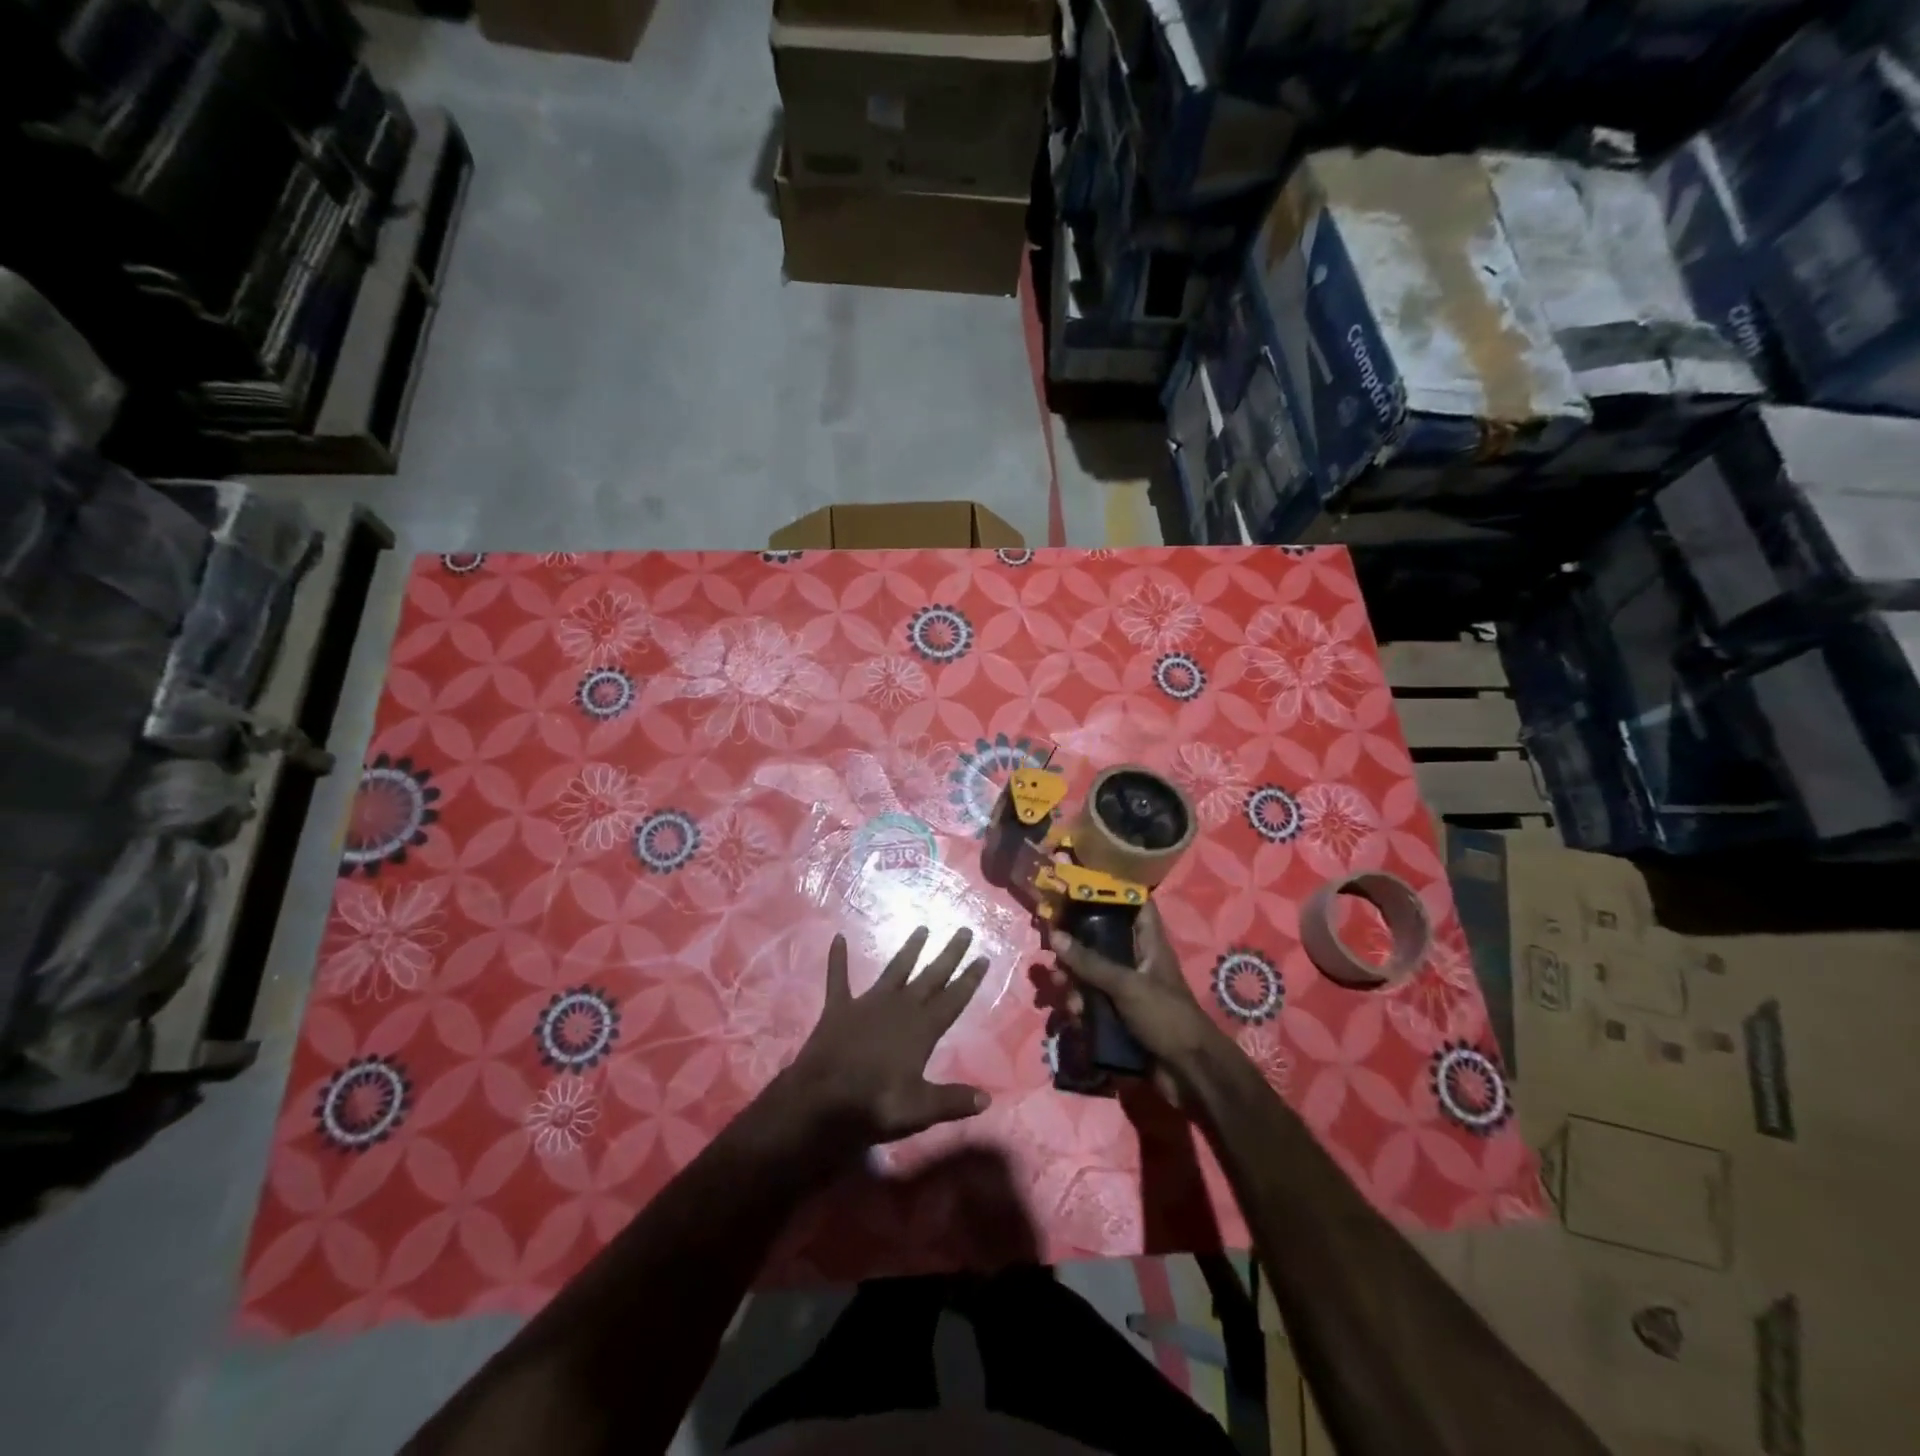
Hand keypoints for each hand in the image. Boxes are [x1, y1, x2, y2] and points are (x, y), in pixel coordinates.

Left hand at [774, 927, 992, 1160]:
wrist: (820, 1100)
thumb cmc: (874, 1104)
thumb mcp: (919, 1109)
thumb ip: (953, 1101)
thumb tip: (987, 1099)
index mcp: (922, 1029)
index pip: (953, 999)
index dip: (970, 979)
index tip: (984, 957)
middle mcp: (900, 1007)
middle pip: (931, 976)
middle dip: (949, 954)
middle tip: (964, 930)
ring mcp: (868, 1003)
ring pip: (895, 970)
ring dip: (909, 950)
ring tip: (922, 928)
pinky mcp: (839, 1007)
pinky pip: (839, 977)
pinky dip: (838, 958)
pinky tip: (837, 937)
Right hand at [1048, 904, 1232, 1102]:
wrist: (1190, 1074)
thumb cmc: (1166, 1017)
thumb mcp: (1126, 985)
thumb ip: (1090, 962)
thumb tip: (1054, 935)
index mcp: (1150, 945)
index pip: (1136, 906)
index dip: (1112, 892)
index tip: (1079, 887)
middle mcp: (1138, 963)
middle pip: (1103, 942)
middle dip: (1076, 947)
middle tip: (1055, 953)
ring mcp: (1129, 992)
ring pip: (1093, 976)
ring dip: (1074, 982)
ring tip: (1062, 992)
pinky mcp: (1120, 1018)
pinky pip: (1093, 1004)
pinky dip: (1081, 1008)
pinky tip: (1073, 1018)